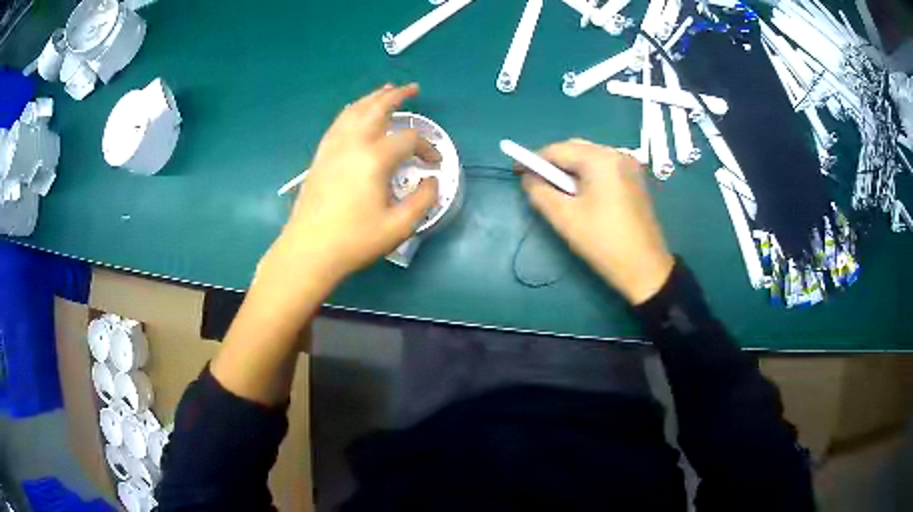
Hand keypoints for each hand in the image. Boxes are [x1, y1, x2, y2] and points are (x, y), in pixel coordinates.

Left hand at [267, 83, 440, 287]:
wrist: (308, 250)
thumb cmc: (354, 241)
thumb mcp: (398, 226)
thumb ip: (423, 200)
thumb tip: (432, 181)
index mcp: (374, 158)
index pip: (409, 140)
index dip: (427, 148)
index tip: (434, 165)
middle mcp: (353, 143)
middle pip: (377, 108)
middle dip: (397, 96)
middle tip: (412, 88)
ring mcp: (332, 147)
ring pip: (354, 110)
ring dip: (372, 97)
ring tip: (386, 91)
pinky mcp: (320, 156)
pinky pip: (338, 122)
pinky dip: (352, 110)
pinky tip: (356, 112)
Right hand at [520, 139, 673, 304]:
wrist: (645, 268)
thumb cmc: (603, 242)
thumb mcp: (564, 218)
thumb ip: (539, 192)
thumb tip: (528, 177)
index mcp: (600, 159)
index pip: (557, 150)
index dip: (534, 160)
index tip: (516, 172)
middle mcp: (617, 153)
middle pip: (575, 149)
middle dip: (553, 163)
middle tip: (536, 183)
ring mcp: (629, 166)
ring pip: (590, 158)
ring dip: (570, 170)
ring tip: (558, 191)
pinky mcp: (635, 179)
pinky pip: (604, 168)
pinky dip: (587, 175)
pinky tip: (582, 194)